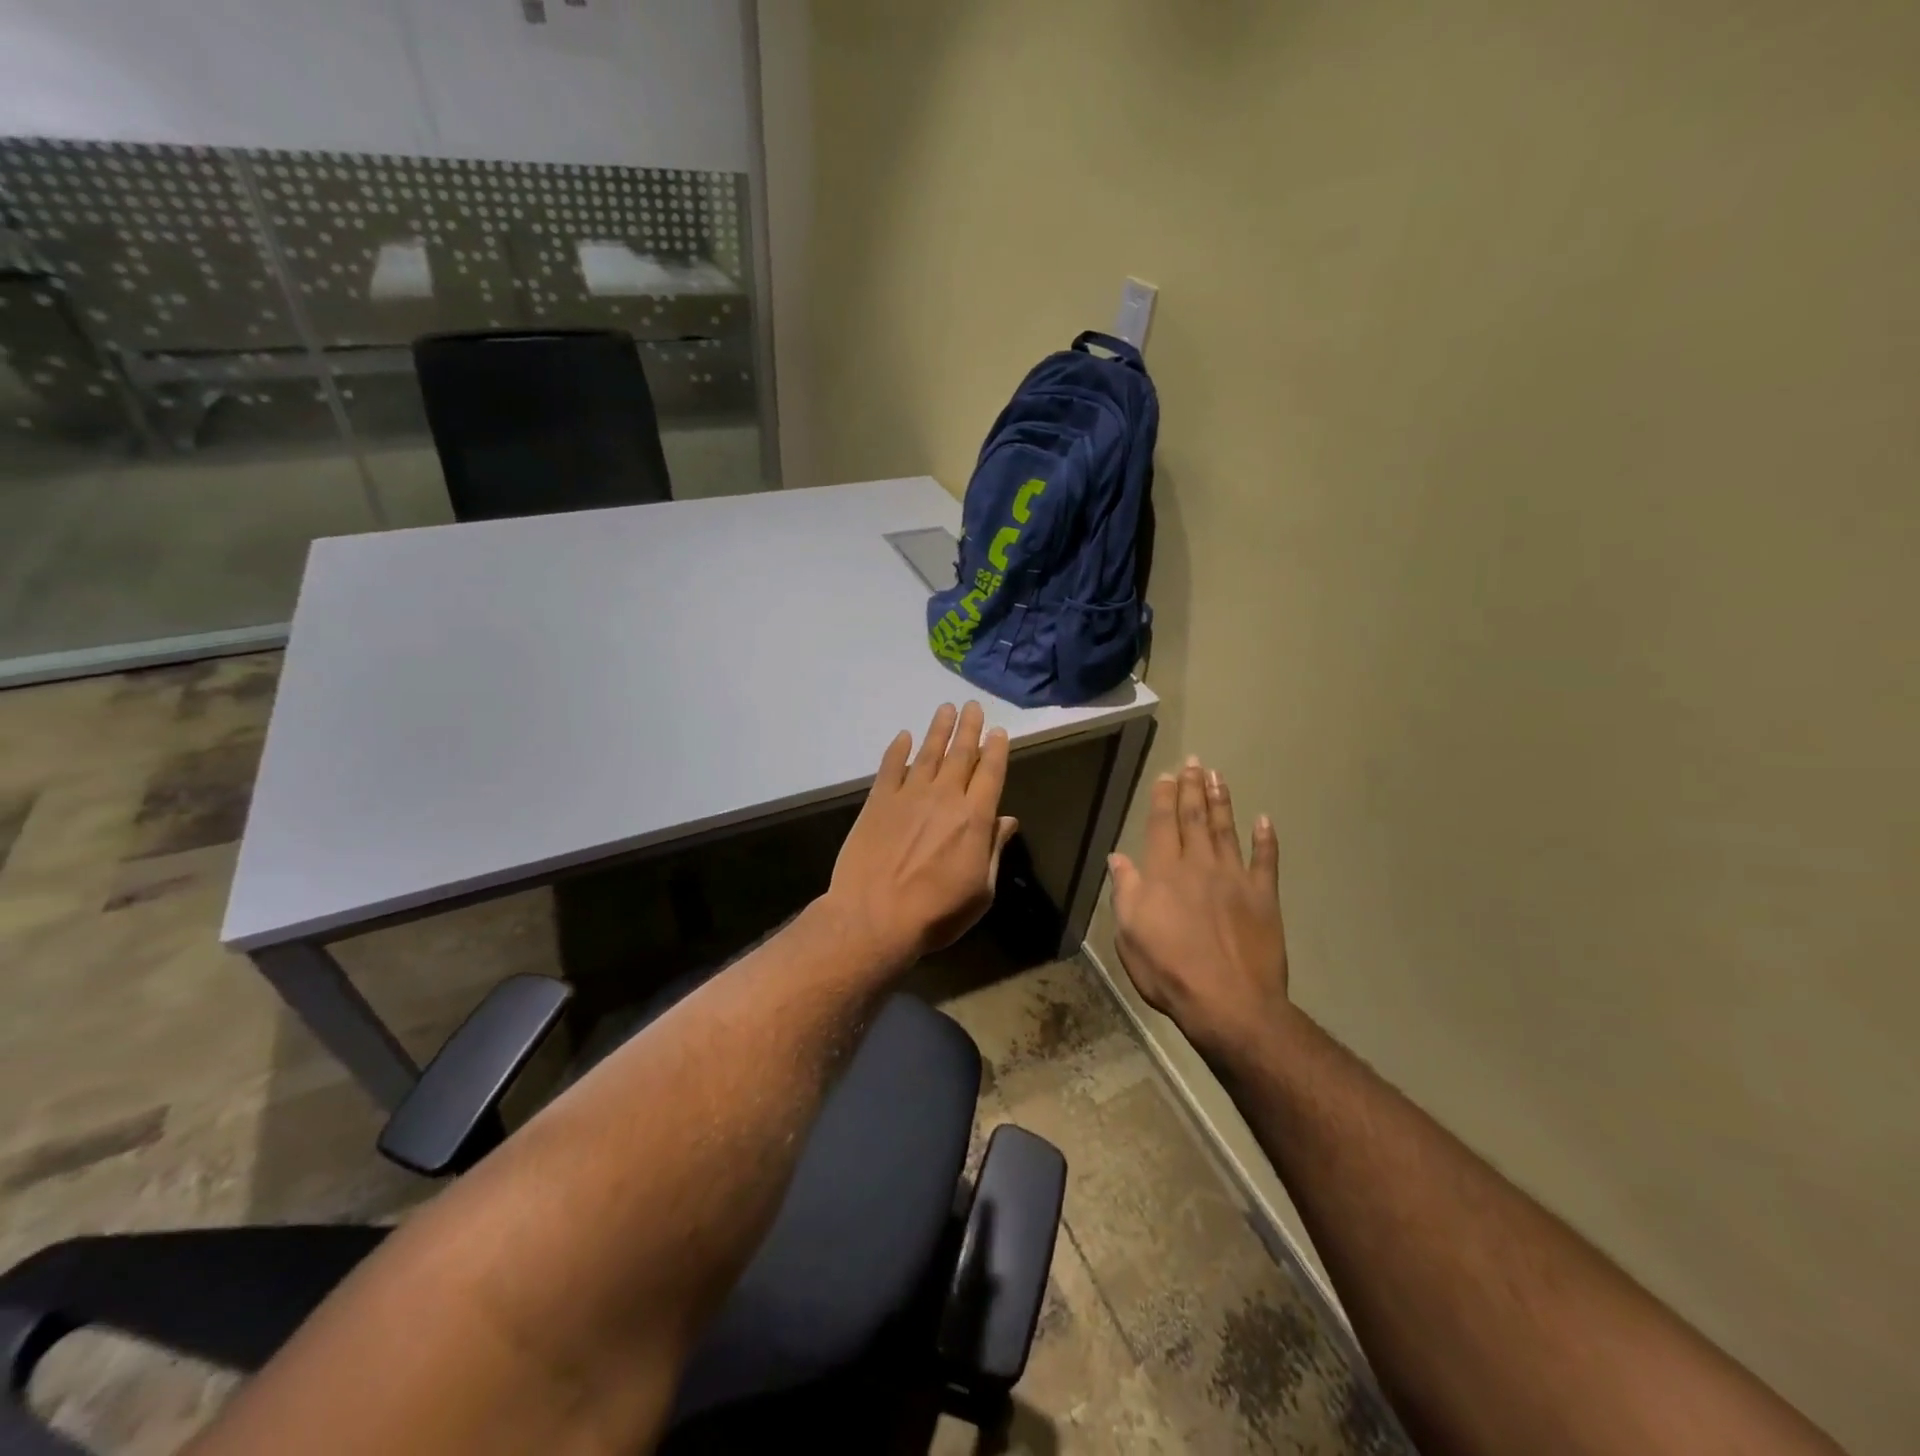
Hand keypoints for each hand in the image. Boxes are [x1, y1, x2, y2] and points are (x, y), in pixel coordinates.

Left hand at [827, 702, 1019, 963]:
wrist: (874, 918)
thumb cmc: (936, 913)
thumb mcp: (981, 891)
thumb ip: (994, 851)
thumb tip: (1008, 821)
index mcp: (975, 819)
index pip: (990, 773)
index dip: (996, 750)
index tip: (999, 731)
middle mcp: (945, 797)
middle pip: (960, 754)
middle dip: (969, 729)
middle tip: (973, 706)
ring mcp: (909, 796)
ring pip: (928, 753)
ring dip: (938, 730)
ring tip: (945, 709)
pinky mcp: (878, 802)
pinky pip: (890, 767)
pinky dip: (898, 749)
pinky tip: (904, 736)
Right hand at [1108, 757, 1288, 1060]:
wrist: (1230, 1003)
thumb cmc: (1169, 971)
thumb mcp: (1130, 935)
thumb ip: (1126, 892)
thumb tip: (1118, 858)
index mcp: (1164, 873)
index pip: (1162, 824)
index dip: (1163, 798)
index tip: (1166, 775)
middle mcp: (1200, 865)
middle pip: (1195, 818)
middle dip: (1192, 788)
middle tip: (1194, 762)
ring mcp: (1235, 878)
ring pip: (1227, 830)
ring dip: (1222, 801)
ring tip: (1218, 777)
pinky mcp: (1263, 897)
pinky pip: (1265, 860)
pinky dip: (1266, 839)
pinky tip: (1265, 820)